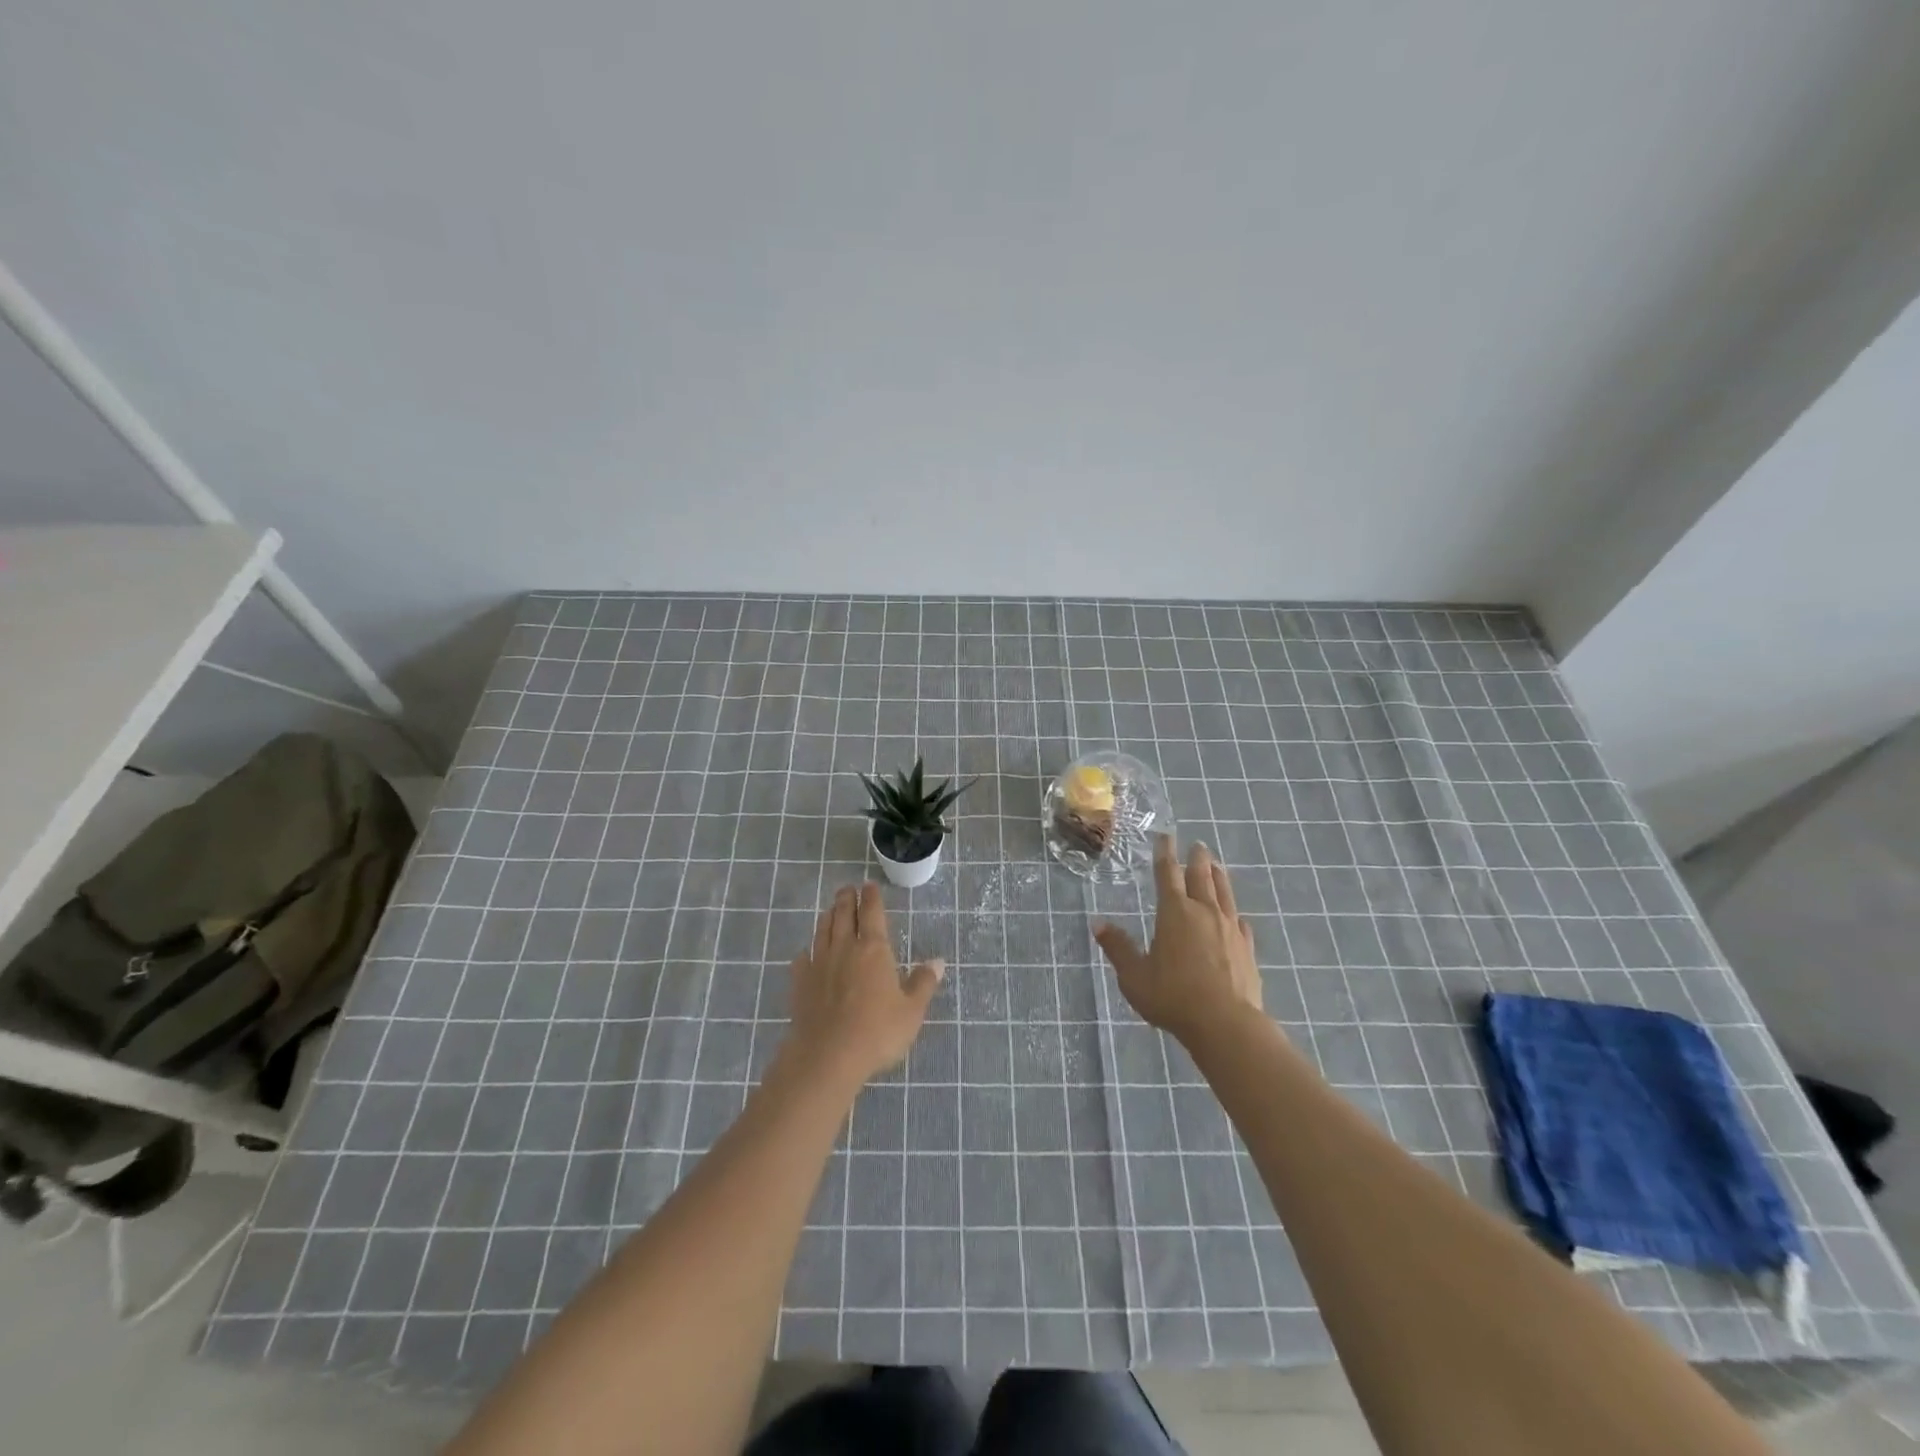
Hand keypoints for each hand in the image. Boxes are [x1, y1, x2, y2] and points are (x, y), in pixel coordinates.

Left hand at [783, 882, 942, 1093]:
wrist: (827, 1057)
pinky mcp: (800, 983)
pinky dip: (807, 950)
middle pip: (843, 915)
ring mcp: (819, 964)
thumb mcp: (911, 1011)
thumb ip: (923, 983)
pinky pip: (803, 958)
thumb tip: (938, 961)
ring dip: (828, 917)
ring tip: (831, 910)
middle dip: (846, 899)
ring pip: (823, 931)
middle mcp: (844, 948)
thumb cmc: (877, 1032)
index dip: (871, 897)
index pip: (872, 913)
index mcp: (874, 949)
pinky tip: (807, 953)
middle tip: (847, 888)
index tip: (869, 885)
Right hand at [1094, 835, 1263, 1045]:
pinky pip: (1241, 923)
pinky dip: (1236, 915)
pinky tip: (1238, 918)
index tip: (1166, 837)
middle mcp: (1204, 912)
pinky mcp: (1247, 948)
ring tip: (1217, 866)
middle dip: (1196, 858)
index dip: (1165, 853)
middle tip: (1197, 845)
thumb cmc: (1173, 996)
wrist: (1225, 1023)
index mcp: (1175, 912)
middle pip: (1201, 876)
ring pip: (1225, 894)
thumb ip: (1118, 948)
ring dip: (1219, 877)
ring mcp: (1230, 929)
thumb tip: (1097, 923)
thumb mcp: (1134, 975)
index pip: (1168, 874)